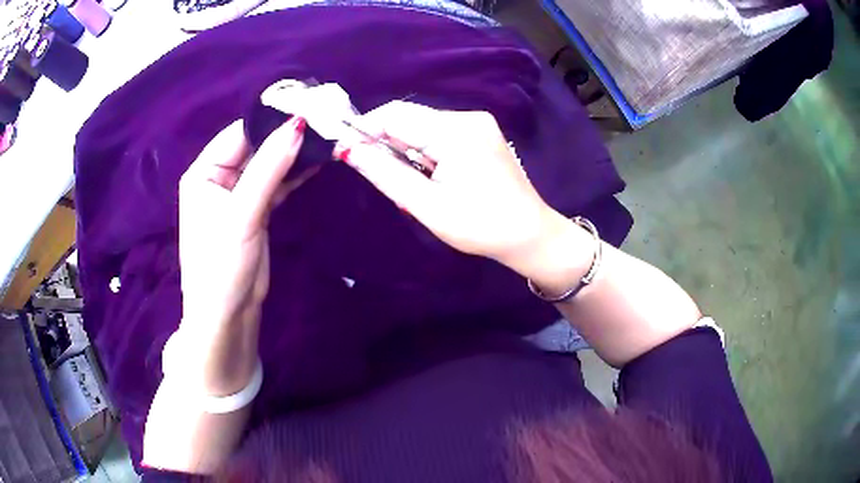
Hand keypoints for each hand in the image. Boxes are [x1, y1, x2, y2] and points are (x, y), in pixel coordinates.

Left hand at [175, 116, 307, 394]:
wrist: (228, 315)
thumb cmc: (222, 264)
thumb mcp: (243, 213)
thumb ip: (269, 167)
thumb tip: (299, 124)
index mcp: (204, 172)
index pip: (240, 133)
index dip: (272, 120)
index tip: (309, 107)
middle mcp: (218, 178)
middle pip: (256, 146)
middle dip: (286, 136)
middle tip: (324, 120)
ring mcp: (238, 195)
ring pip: (268, 164)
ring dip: (293, 155)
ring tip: (326, 137)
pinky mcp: (255, 211)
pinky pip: (275, 184)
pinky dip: (293, 175)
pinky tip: (315, 162)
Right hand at [336, 101, 577, 277]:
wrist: (530, 234)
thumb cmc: (479, 226)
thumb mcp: (427, 205)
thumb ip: (385, 173)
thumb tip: (349, 149)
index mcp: (454, 132)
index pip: (395, 115)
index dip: (365, 128)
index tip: (345, 151)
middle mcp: (467, 117)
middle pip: (409, 117)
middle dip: (385, 140)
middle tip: (378, 173)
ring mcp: (478, 123)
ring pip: (422, 125)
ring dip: (405, 147)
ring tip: (409, 181)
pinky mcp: (482, 133)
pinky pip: (440, 132)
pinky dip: (424, 149)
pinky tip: (429, 174)